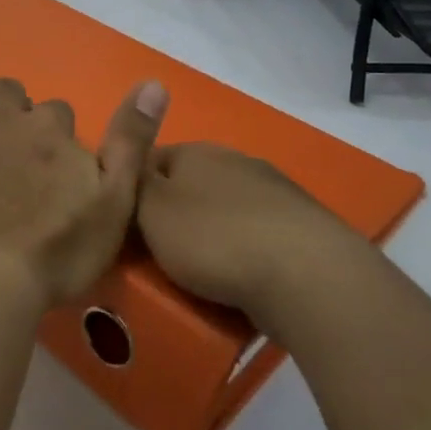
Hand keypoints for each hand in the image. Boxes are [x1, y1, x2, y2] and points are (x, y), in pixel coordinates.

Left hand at [0, 72, 168, 309]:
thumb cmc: (55, 253)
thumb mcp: (115, 204)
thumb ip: (133, 142)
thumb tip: (154, 82)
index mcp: (49, 129)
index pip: (57, 112)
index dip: (55, 140)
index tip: (50, 175)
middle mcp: (1, 116)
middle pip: (9, 92)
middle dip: (12, 114)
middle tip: (9, 160)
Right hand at [136, 143, 381, 317]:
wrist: (308, 276)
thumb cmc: (214, 239)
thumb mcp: (150, 210)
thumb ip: (131, 184)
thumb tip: (125, 162)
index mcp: (195, 150)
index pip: (149, 159)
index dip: (132, 188)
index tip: (122, 222)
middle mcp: (235, 160)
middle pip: (189, 183)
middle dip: (174, 211)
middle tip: (156, 251)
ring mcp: (275, 191)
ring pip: (226, 208)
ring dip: (212, 231)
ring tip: (200, 272)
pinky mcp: (303, 227)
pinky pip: (258, 235)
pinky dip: (245, 251)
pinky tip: (242, 278)